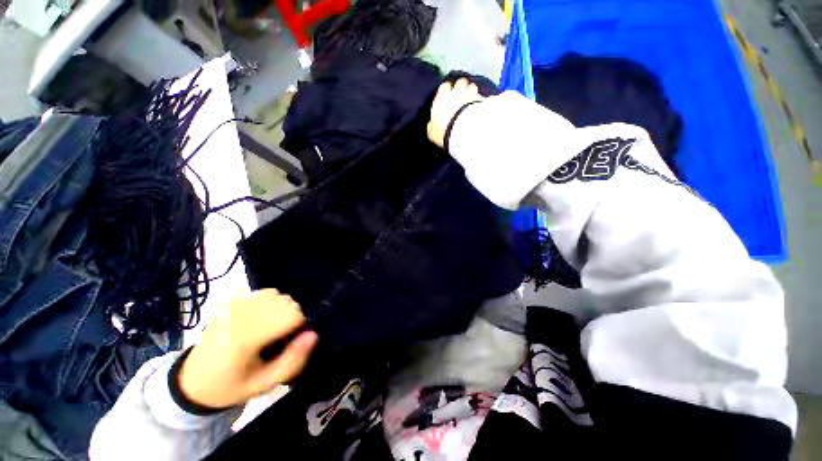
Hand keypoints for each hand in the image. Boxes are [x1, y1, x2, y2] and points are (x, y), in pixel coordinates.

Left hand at [178, 289, 317, 408]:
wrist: (192, 381)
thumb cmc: (231, 385)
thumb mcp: (264, 384)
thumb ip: (292, 361)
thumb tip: (313, 334)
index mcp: (246, 338)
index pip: (292, 314)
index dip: (300, 325)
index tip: (292, 340)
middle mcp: (240, 315)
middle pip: (286, 301)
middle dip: (292, 317)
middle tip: (280, 337)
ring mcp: (234, 306)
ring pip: (277, 294)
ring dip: (282, 309)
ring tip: (271, 327)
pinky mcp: (231, 302)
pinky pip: (264, 292)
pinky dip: (271, 302)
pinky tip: (262, 318)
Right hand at [427, 78, 484, 148]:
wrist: (464, 131)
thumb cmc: (444, 130)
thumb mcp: (432, 132)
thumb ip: (432, 125)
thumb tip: (431, 124)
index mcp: (441, 97)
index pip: (444, 87)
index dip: (446, 90)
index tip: (447, 95)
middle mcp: (456, 92)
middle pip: (460, 82)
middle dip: (461, 87)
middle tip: (461, 95)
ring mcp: (471, 94)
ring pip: (472, 86)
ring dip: (472, 92)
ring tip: (472, 100)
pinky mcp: (483, 100)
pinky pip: (482, 97)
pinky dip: (481, 100)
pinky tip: (480, 106)